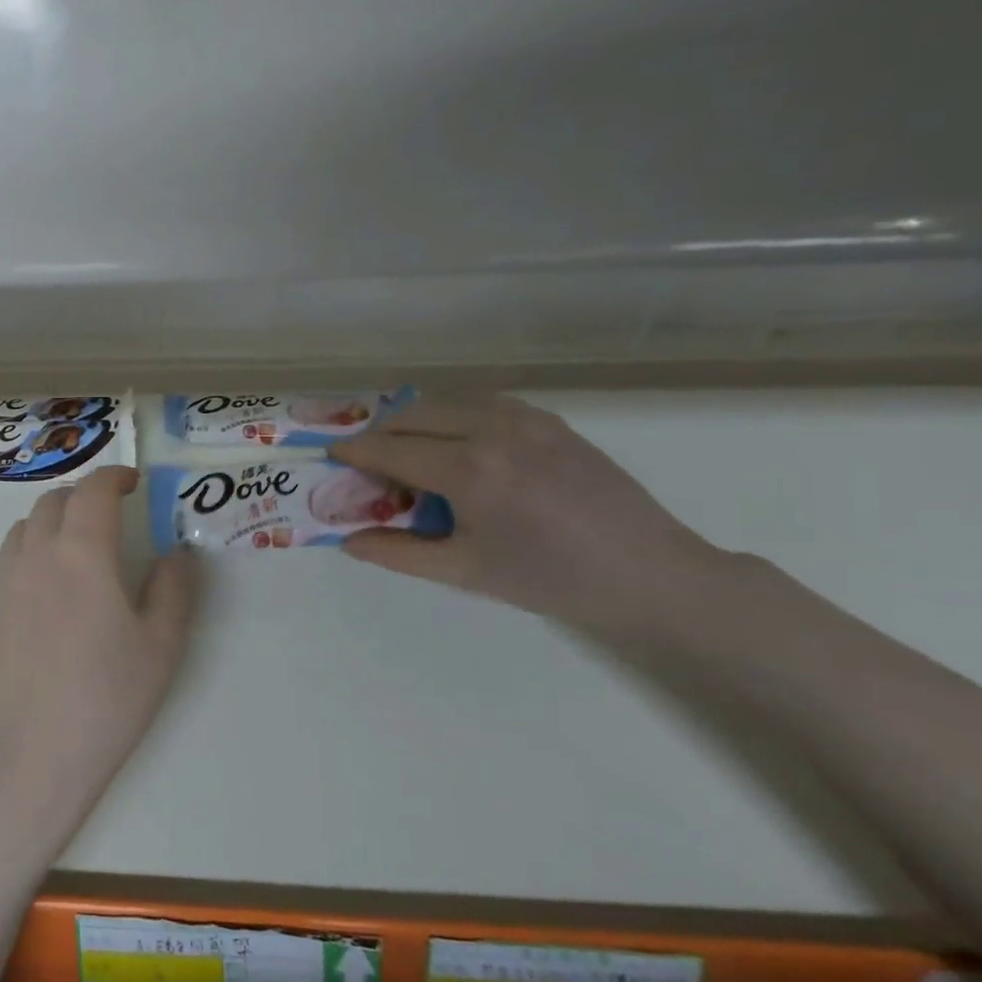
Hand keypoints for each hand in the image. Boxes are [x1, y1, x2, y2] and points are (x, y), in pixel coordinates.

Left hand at [0, 467, 200, 809]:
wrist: (36, 752)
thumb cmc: (109, 697)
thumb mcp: (162, 644)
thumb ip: (174, 586)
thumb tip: (176, 551)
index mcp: (82, 553)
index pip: (93, 490)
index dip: (114, 476)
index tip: (133, 482)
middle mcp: (38, 555)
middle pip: (55, 500)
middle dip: (85, 494)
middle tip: (111, 512)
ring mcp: (6, 581)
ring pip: (26, 525)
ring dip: (54, 517)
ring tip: (78, 542)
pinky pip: (10, 557)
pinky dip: (33, 547)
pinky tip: (51, 584)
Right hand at [328, 396, 722, 636]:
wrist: (650, 575)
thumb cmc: (549, 580)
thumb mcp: (464, 572)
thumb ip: (397, 553)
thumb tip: (347, 540)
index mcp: (467, 470)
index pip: (389, 448)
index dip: (353, 451)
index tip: (331, 455)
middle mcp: (491, 430)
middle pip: (411, 415)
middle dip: (381, 434)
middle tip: (370, 463)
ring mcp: (525, 419)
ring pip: (446, 401)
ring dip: (416, 420)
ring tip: (411, 452)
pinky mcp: (550, 420)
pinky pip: (483, 402)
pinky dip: (455, 415)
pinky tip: (459, 444)